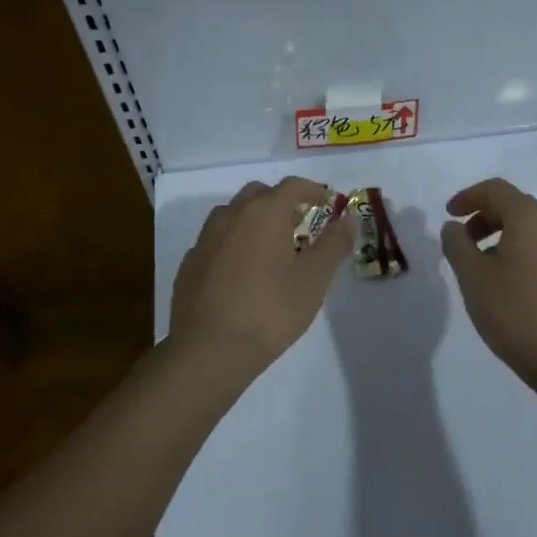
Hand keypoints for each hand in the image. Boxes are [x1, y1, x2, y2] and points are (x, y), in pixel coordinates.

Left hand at [170, 177, 350, 376]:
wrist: (207, 350)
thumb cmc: (270, 310)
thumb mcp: (314, 279)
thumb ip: (334, 245)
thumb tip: (348, 219)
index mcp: (265, 212)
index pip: (292, 186)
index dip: (312, 190)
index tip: (325, 203)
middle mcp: (232, 215)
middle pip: (259, 194)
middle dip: (280, 202)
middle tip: (297, 224)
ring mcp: (205, 239)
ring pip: (233, 215)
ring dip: (253, 221)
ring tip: (268, 248)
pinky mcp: (189, 264)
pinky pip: (216, 241)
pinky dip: (232, 245)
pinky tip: (240, 273)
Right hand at [440, 178, 536, 398]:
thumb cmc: (517, 312)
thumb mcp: (473, 277)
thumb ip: (457, 245)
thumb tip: (454, 227)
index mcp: (529, 217)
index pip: (495, 189)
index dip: (468, 197)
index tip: (448, 216)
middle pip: (513, 206)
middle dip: (483, 216)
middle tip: (461, 241)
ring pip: (527, 229)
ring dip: (499, 236)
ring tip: (478, 267)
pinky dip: (516, 252)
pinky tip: (504, 284)